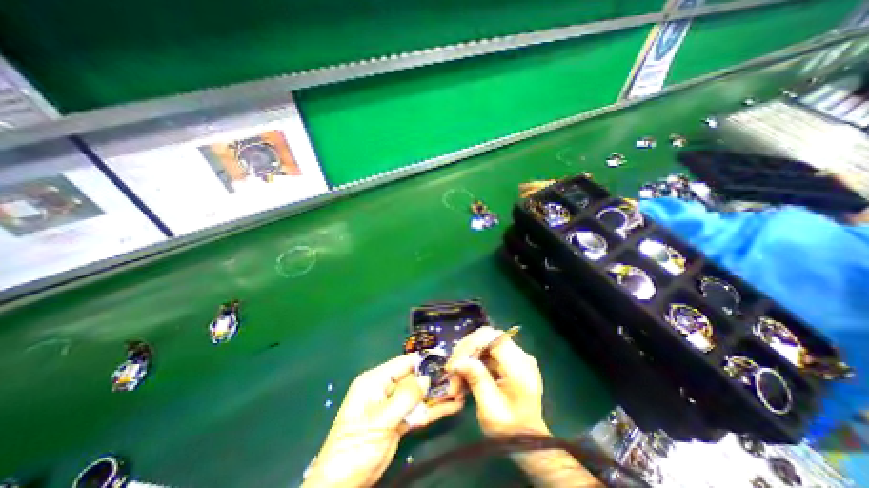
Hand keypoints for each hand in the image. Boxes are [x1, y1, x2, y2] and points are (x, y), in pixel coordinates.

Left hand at [305, 354, 467, 487]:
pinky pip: (418, 412)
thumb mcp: (381, 419)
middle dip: (434, 380)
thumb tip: (427, 378)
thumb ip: (405, 397)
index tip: (445, 361)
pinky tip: (451, 407)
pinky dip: (433, 410)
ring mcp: (394, 406)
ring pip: (419, 396)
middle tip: (457, 380)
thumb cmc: (357, 446)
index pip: (403, 363)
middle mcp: (386, 389)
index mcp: (376, 380)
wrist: (343, 485)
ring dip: (437, 395)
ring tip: (459, 392)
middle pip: (414, 379)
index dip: (423, 361)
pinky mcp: (399, 422)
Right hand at [448, 327, 548, 438]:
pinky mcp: (509, 362)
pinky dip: (472, 363)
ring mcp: (515, 358)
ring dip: (467, 359)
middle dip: (466, 352)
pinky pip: (486, 354)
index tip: (456, 362)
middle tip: (451, 370)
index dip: (471, 344)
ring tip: (455, 379)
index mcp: (519, 366)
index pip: (493, 337)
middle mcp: (520, 356)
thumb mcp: (490, 409)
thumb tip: (458, 361)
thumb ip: (477, 380)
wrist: (528, 443)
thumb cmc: (510, 430)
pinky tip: (464, 378)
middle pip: (487, 338)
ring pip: (483, 345)